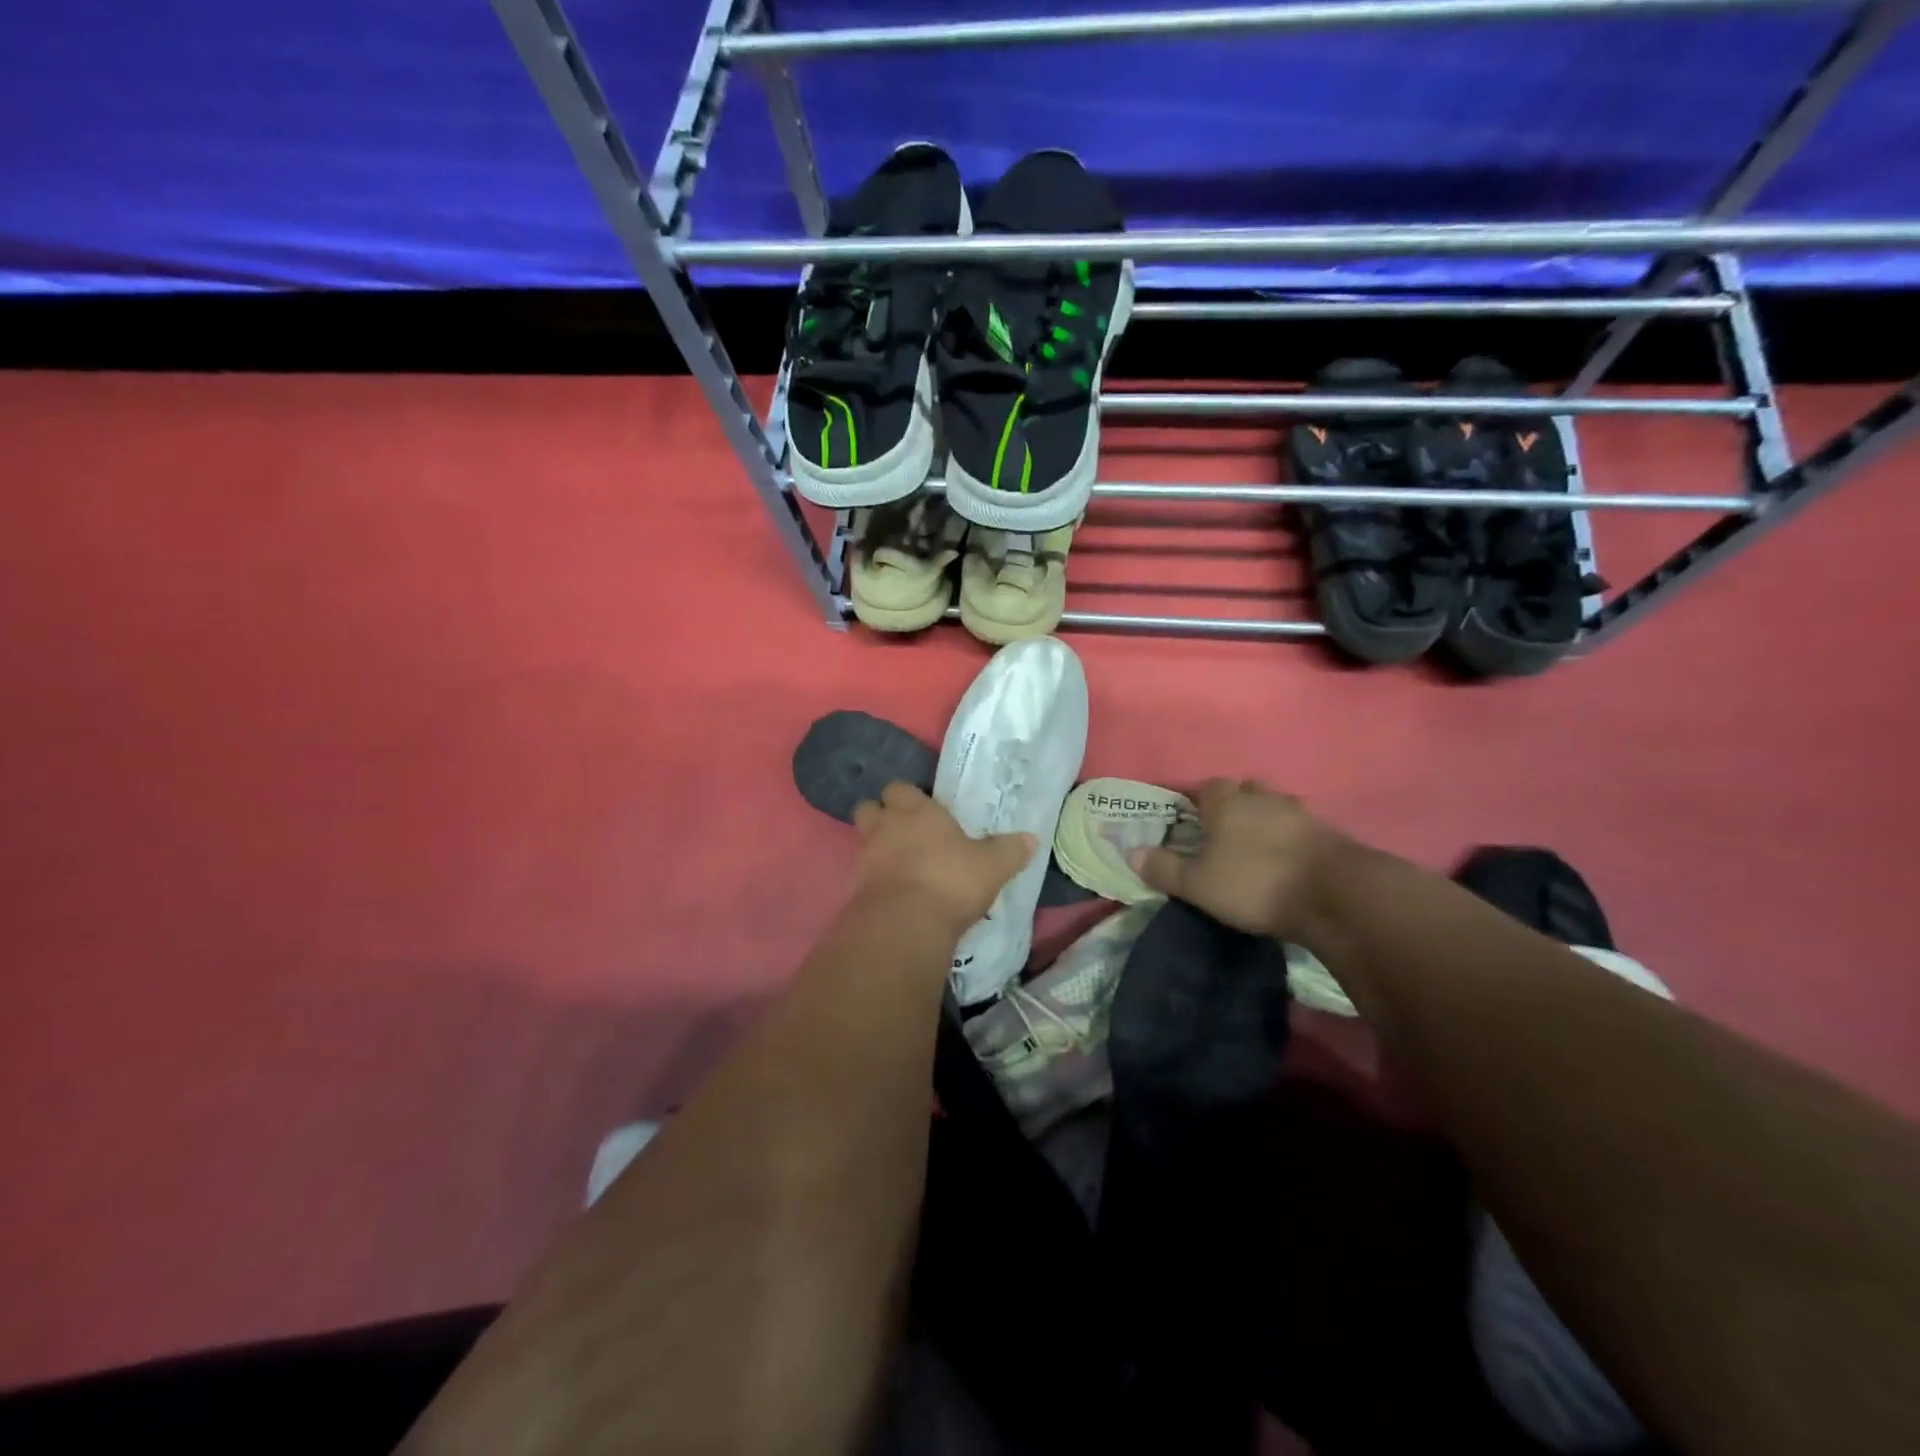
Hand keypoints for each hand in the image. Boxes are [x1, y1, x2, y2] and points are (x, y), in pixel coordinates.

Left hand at [852, 782, 1036, 934]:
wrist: (905, 924)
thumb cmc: (950, 880)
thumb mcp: (992, 866)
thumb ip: (1010, 850)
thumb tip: (1031, 838)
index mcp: (916, 811)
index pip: (900, 788)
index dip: (909, 796)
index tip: (925, 809)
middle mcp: (886, 826)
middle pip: (870, 807)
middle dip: (882, 815)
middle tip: (905, 830)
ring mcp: (866, 857)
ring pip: (864, 840)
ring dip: (878, 847)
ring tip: (901, 863)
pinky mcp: (857, 888)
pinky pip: (864, 874)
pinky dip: (876, 878)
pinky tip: (896, 891)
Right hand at [1130, 778, 1351, 939]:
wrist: (1335, 895)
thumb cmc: (1254, 883)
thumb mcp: (1198, 884)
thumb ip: (1163, 868)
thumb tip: (1130, 852)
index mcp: (1226, 801)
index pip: (1205, 787)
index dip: (1195, 801)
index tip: (1188, 820)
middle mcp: (1262, 797)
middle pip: (1242, 791)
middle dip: (1232, 806)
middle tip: (1221, 832)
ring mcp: (1299, 812)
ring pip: (1273, 807)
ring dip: (1263, 821)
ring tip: (1254, 847)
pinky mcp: (1328, 833)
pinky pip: (1299, 828)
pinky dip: (1289, 839)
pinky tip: (1285, 859)